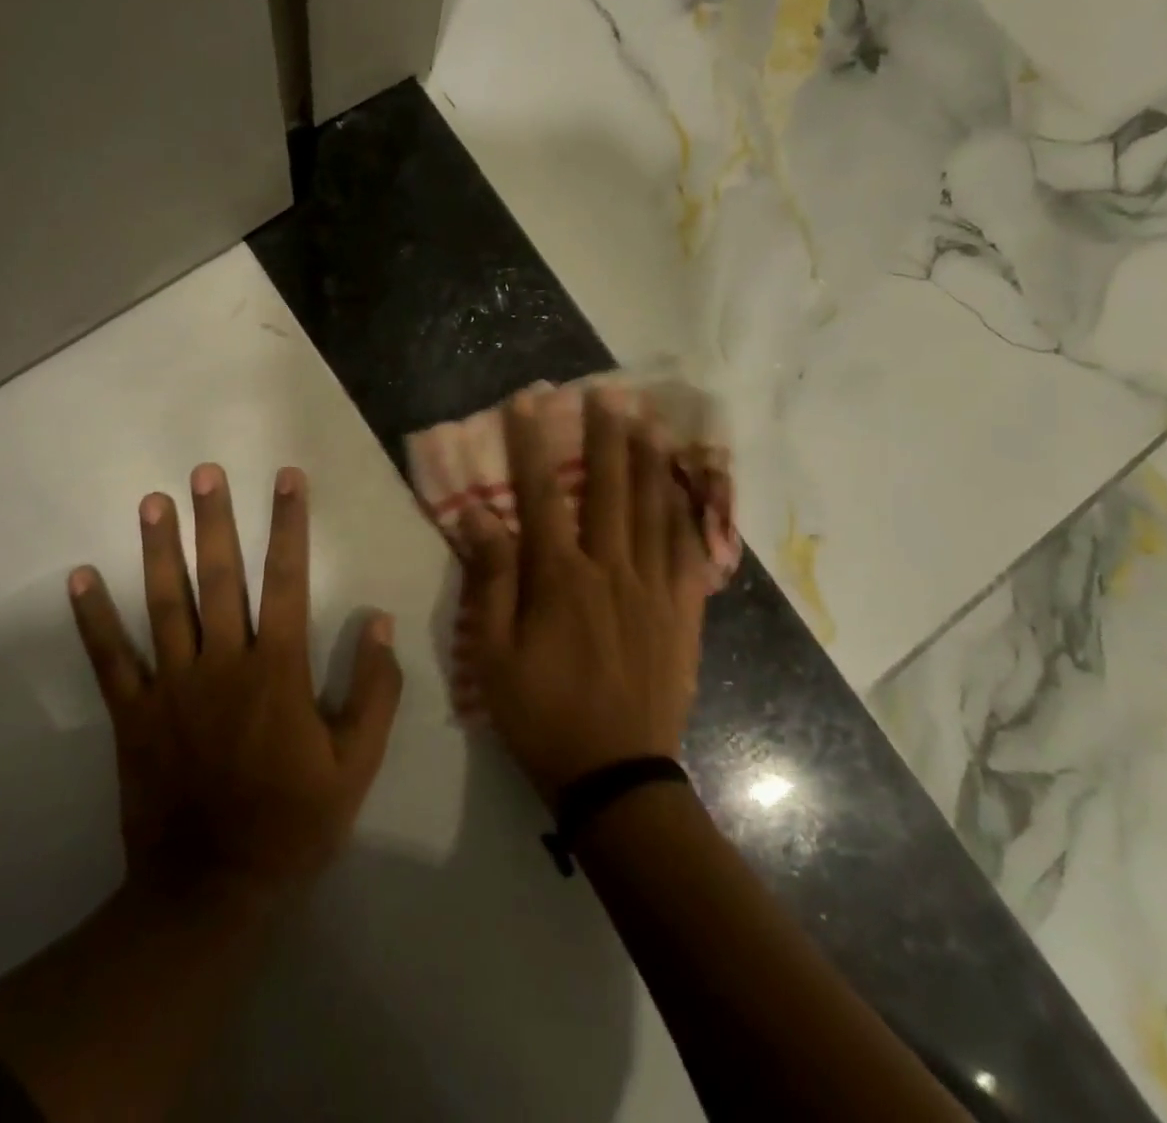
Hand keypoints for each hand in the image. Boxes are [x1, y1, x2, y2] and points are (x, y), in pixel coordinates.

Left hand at [66, 464, 402, 909]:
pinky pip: (110, 660)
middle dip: (214, 520)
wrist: (211, 890)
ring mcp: (171, 687)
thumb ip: (374, 691)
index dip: (289, 525)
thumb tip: (378, 623)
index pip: (287, 580)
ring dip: (157, 550)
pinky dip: (92, 619)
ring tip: (152, 502)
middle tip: (204, 472)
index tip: (287, 479)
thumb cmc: (293, 822)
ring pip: (164, 604)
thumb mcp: (356, 765)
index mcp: (277, 671)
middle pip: (219, 578)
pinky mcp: (133, 715)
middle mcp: (222, 664)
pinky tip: (79, 578)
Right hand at [458, 390, 709, 802]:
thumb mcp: (493, 654)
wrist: (615, 775)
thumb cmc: (542, 714)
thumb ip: (490, 580)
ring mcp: (653, 589)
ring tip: (648, 419)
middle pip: (607, 488)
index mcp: (560, 579)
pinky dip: (686, 512)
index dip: (531, 445)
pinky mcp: (682, 612)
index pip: (540, 495)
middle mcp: (611, 570)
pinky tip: (685, 487)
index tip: (527, 402)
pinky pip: (688, 550)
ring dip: (648, 460)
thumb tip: (478, 515)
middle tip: (606, 391)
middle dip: (604, 435)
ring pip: (653, 509)